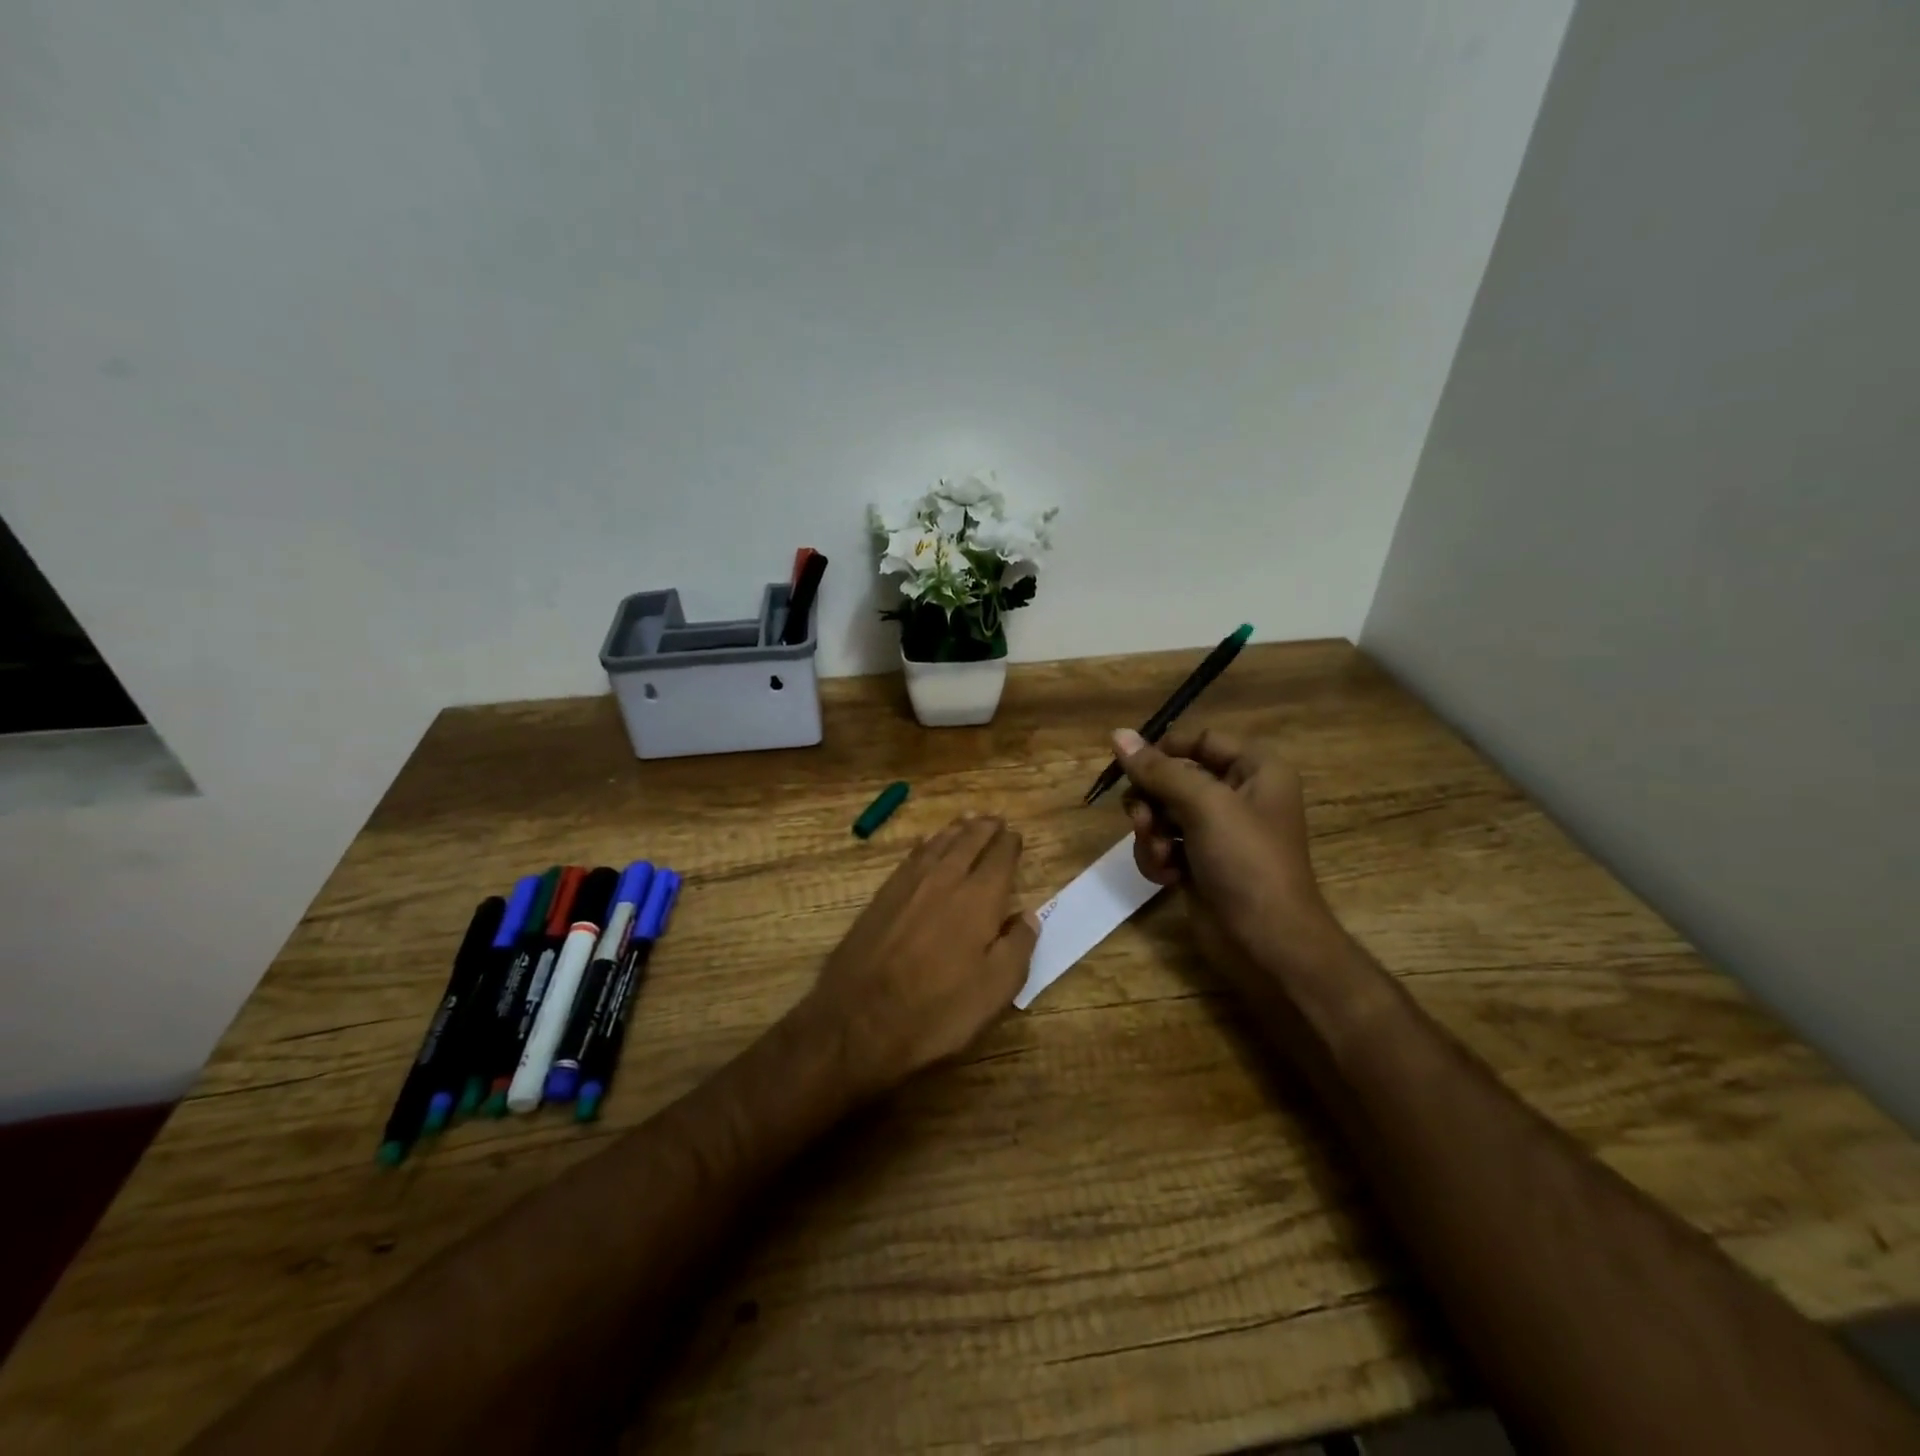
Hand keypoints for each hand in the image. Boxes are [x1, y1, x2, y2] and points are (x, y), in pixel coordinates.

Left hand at [804, 814, 1037, 1097]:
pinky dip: (925, 845)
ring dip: (955, 830)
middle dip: (983, 829)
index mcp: (978, 899)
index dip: (1010, 845)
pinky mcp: (881, 897)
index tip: (1016, 836)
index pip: (1000, 859)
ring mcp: (908, 885)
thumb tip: (1028, 915)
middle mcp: (944, 880)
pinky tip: (925, 844)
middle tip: (994, 818)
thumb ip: (1018, 947)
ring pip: (937, 845)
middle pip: (967, 843)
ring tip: (966, 820)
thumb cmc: (936, 1011)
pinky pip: (910, 857)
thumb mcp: (994, 991)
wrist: (858, 1021)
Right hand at [1113, 726, 1340, 979]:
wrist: (1265, 943)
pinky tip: (1168, 877)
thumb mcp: (1204, 806)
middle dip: (1152, 801)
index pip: (1200, 740)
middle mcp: (1237, 795)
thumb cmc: (1246, 862)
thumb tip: (1117, 734)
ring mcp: (1217, 832)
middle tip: (1144, 821)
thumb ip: (1159, 770)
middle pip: (1173, 777)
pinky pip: (1163, 844)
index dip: (1165, 750)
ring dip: (1151, 833)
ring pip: (1161, 812)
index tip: (1133, 768)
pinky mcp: (1199, 863)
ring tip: (1161, 856)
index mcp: (1255, 770)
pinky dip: (1158, 858)